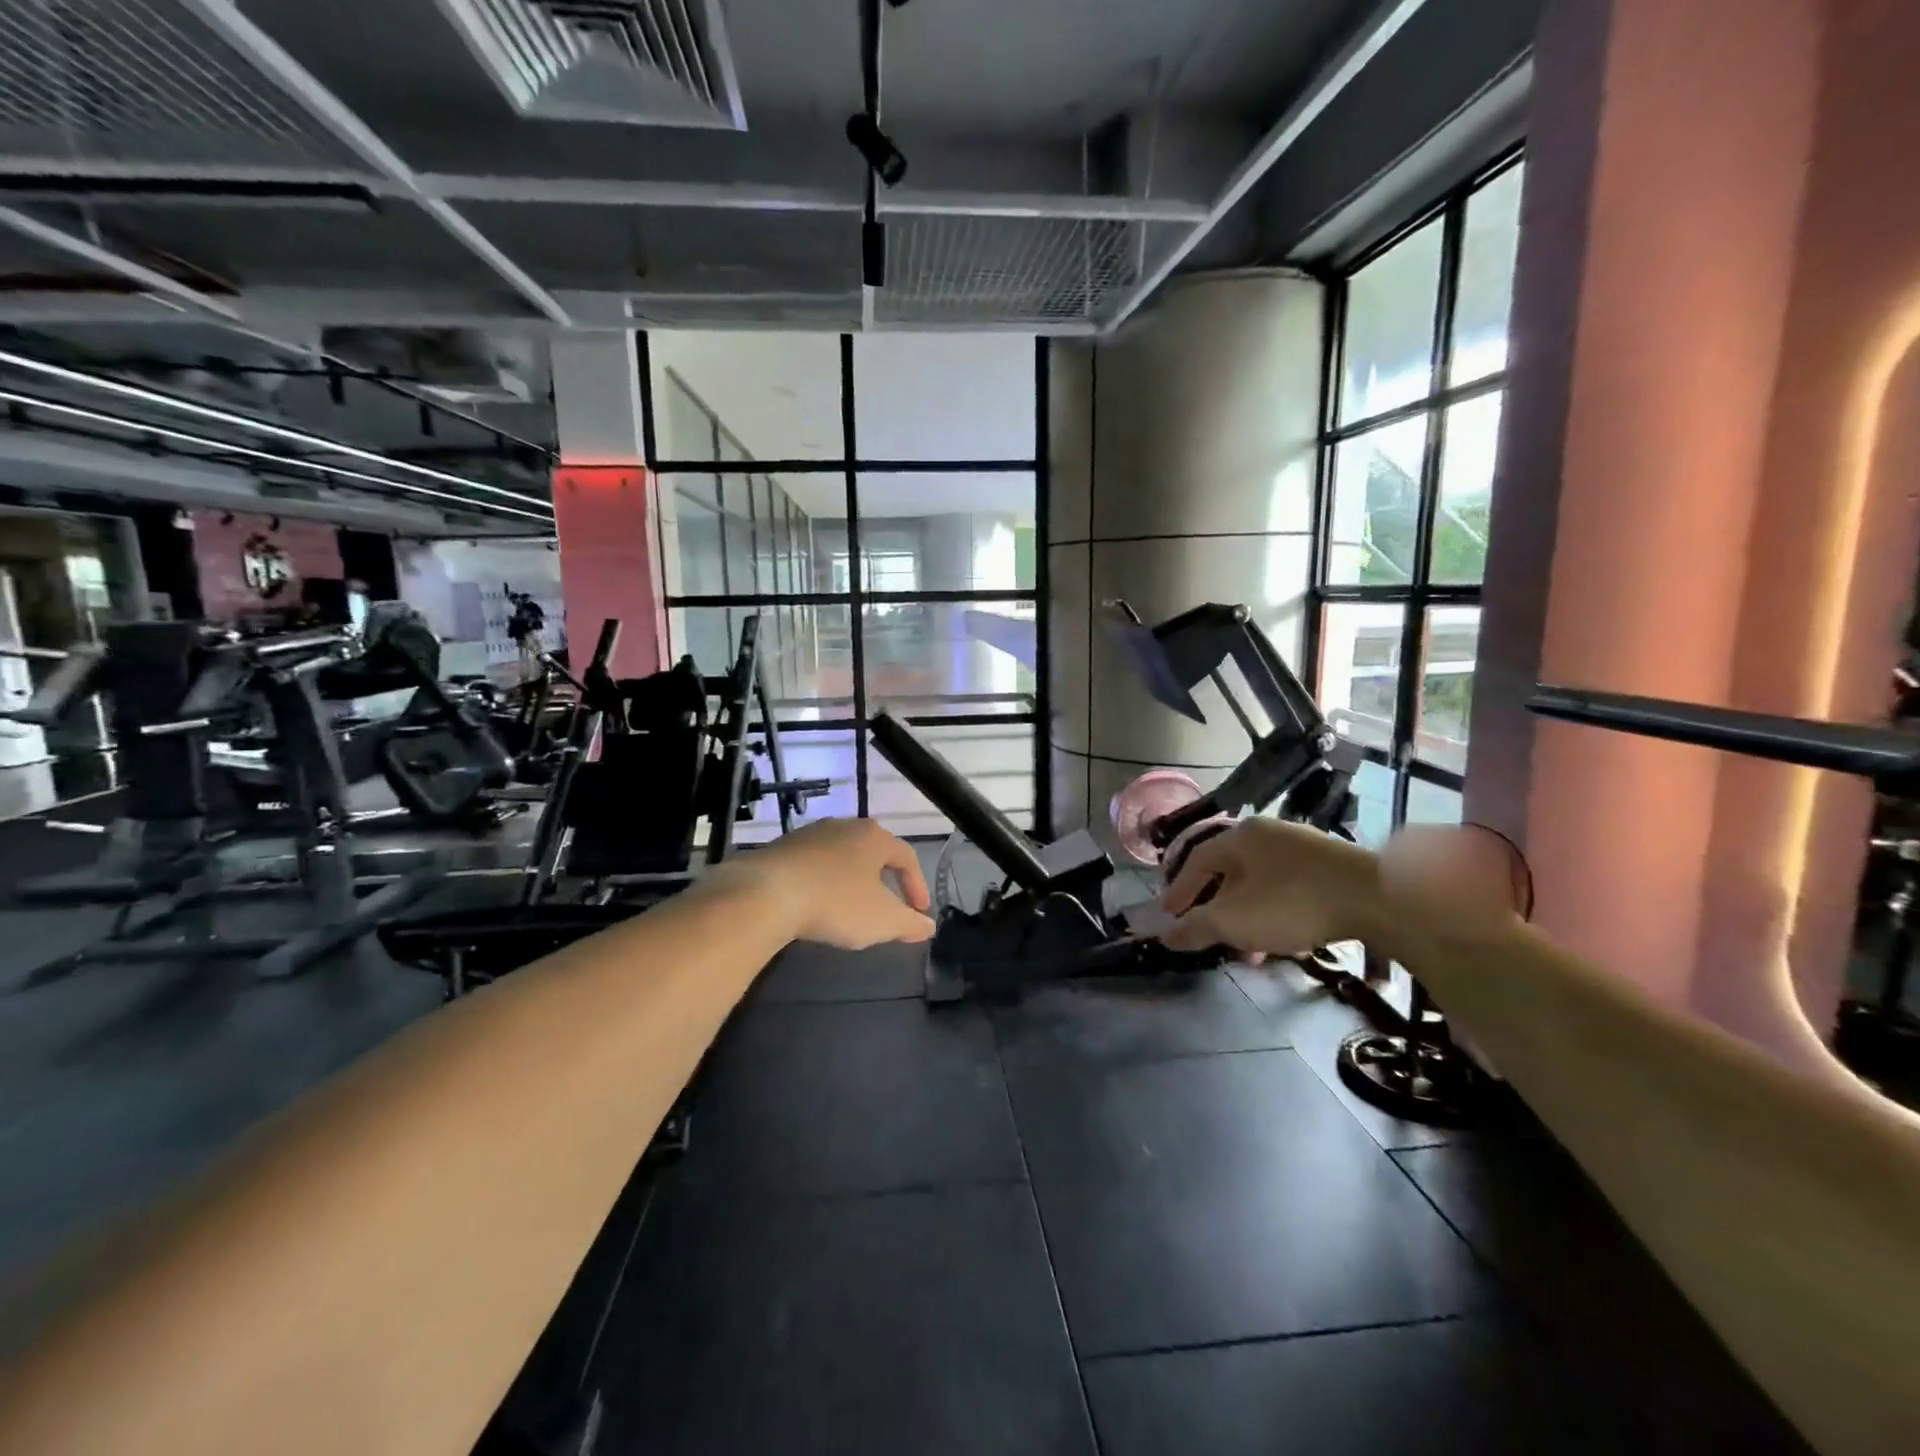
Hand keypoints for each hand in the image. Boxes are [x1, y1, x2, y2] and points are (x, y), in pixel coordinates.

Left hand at [724, 818, 935, 949]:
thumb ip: (909, 923)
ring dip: (852, 879)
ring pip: (842, 855)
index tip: (918, 912)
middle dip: (884, 878)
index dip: (917, 885)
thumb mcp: (882, 920)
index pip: (907, 857)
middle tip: (888, 903)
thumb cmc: (835, 903)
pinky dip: (823, 881)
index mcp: (874, 837)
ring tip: (851, 905)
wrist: (766, 894)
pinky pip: (814, 863)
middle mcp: (845, 826)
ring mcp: (810, 834)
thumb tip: (928, 926)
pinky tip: (817, 902)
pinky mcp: (782, 847)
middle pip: (873, 851)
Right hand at [1158, 818, 1383, 957]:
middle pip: (1228, 871)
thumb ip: (1195, 927)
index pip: (1196, 861)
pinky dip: (1273, 911)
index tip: (1168, 916)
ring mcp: (1302, 846)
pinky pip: (1286, 887)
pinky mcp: (1330, 865)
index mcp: (1239, 836)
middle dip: (1214, 906)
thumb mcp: (1233, 920)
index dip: (1178, 890)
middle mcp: (1267, 832)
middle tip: (1205, 932)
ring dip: (1245, 914)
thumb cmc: (1291, 903)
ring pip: (1259, 882)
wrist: (1378, 898)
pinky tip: (1280, 938)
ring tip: (1245, 948)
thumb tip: (1165, 935)